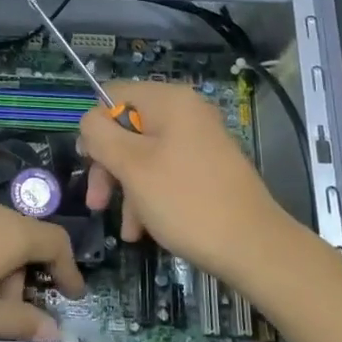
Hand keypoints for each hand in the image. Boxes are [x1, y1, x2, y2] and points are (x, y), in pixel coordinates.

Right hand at [80, 82, 298, 287]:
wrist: (253, 247)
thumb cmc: (185, 200)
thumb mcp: (132, 166)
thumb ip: (101, 135)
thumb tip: (89, 120)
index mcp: (169, 101)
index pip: (113, 94)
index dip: (94, 127)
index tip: (88, 162)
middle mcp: (186, 113)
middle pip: (127, 128)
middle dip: (108, 166)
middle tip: (97, 202)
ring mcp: (199, 142)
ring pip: (144, 156)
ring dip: (126, 190)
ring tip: (128, 229)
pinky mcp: (207, 169)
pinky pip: (165, 173)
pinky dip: (149, 197)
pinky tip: (143, 231)